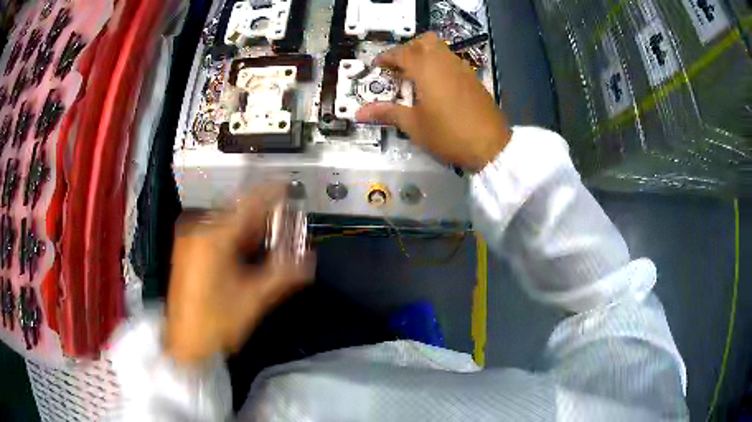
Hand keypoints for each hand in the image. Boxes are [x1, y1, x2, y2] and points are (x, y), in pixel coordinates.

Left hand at [165, 187, 314, 363]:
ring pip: (226, 223)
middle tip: (284, 219)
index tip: (287, 186)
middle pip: (236, 212)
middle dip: (262, 214)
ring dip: (249, 227)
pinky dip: (235, 237)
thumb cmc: (216, 322)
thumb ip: (283, 274)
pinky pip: (216, 233)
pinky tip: (247, 248)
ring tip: (270, 234)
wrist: (185, 343)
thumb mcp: (254, 299)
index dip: (270, 194)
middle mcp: (198, 231)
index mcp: (212, 238)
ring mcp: (190, 240)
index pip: (247, 205)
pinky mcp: (188, 251)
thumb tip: (310, 258)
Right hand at [356, 32, 510, 171]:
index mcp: (426, 69)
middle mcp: (444, 61)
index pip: (402, 53)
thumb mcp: (414, 125)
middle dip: (408, 49)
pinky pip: (452, 60)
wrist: (490, 145)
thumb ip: (387, 113)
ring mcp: (462, 68)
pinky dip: (440, 63)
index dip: (387, 57)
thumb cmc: (448, 134)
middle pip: (424, 41)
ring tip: (416, 75)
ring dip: (425, 54)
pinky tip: (437, 84)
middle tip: (399, 67)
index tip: (377, 66)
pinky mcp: (473, 77)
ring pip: (441, 48)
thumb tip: (359, 113)